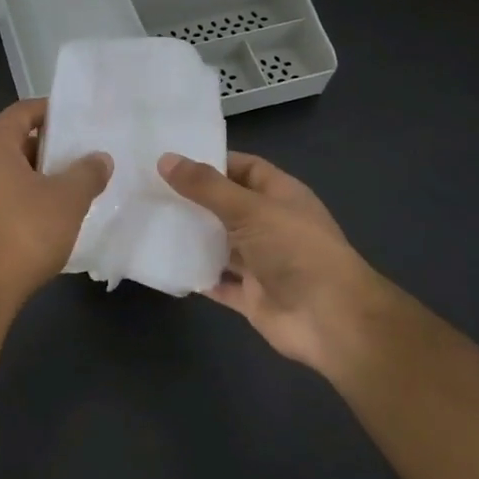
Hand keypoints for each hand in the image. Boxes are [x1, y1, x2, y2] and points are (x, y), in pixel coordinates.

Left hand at [0, 100, 111, 303]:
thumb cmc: (23, 229)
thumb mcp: (67, 198)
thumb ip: (86, 173)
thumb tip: (100, 158)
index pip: (22, 111)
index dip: (50, 110)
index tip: (77, 118)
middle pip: (16, 141)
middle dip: (49, 147)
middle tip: (83, 153)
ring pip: (11, 173)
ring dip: (40, 176)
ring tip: (74, 185)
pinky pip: (5, 198)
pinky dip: (27, 199)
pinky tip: (53, 216)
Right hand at [158, 151, 391, 374]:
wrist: (331, 320)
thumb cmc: (296, 250)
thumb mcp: (249, 209)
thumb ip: (206, 187)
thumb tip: (165, 159)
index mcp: (280, 196)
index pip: (243, 168)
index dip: (212, 162)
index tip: (171, 160)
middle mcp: (270, 225)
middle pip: (226, 206)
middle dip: (193, 199)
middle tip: (148, 189)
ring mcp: (260, 262)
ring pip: (218, 244)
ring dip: (190, 237)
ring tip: (147, 221)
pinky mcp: (250, 295)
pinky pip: (215, 281)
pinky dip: (194, 274)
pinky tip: (163, 263)